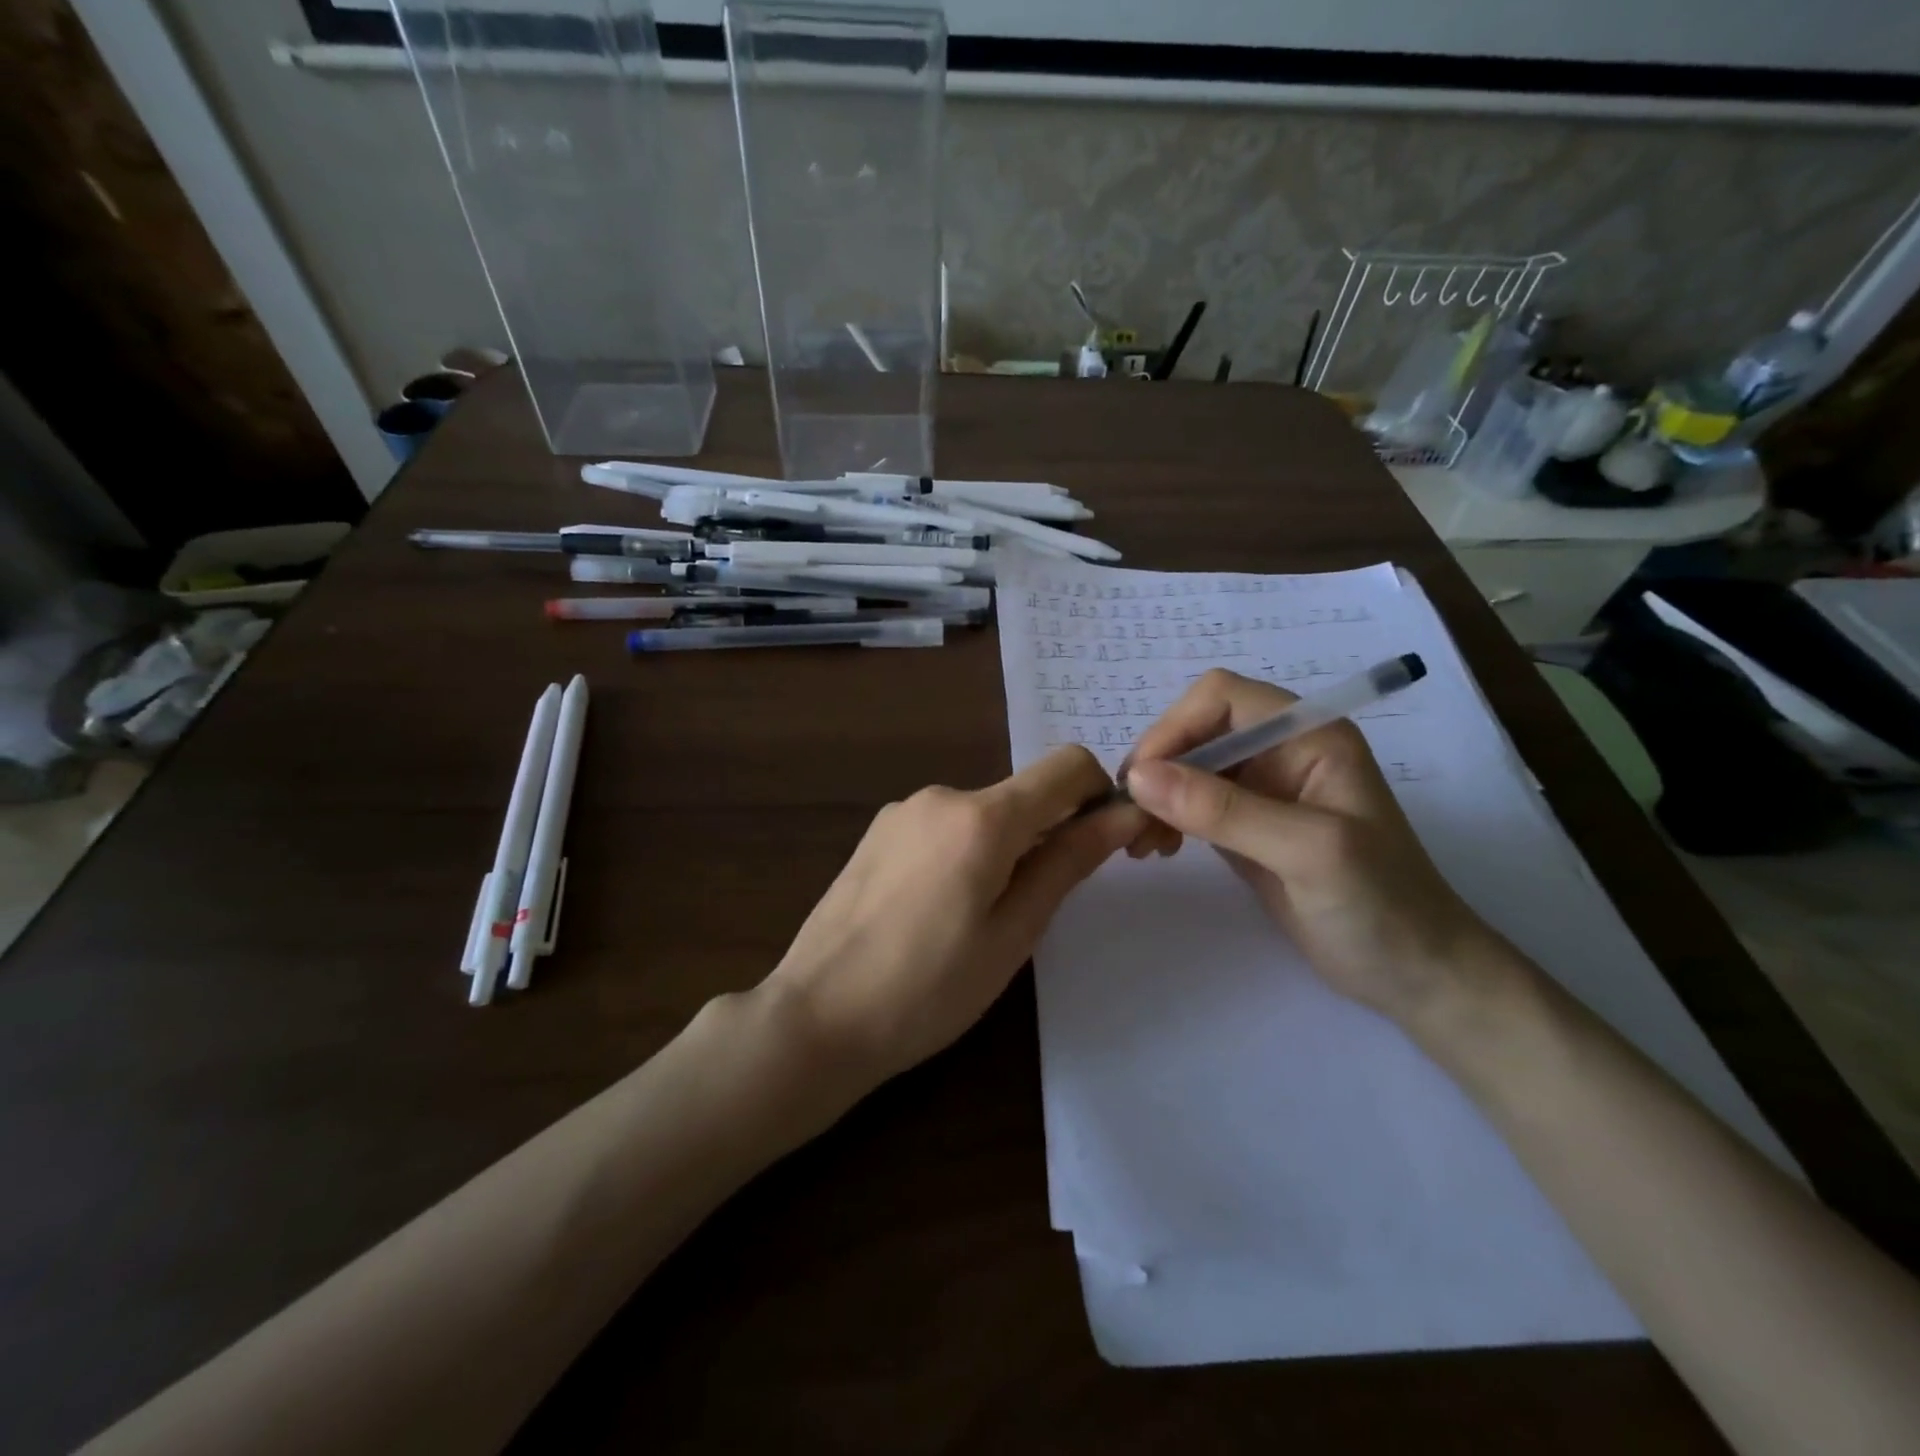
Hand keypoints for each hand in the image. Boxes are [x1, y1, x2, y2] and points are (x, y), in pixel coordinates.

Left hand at [764, 747, 1141, 1087]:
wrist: (816, 1015)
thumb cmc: (928, 990)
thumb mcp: (1013, 933)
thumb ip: (1067, 863)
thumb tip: (1124, 815)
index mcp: (982, 817)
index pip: (1068, 766)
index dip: (1101, 794)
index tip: (1107, 845)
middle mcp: (941, 795)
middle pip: (1024, 793)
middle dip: (1051, 832)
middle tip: (1044, 905)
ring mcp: (903, 810)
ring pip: (984, 813)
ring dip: (1006, 847)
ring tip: (983, 919)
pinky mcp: (878, 831)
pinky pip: (944, 826)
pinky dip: (966, 852)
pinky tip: (940, 910)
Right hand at [1120, 669, 1498, 1023]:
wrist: (1415, 976)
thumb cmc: (1380, 905)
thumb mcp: (1307, 851)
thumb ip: (1224, 810)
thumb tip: (1138, 777)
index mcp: (1308, 735)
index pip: (1222, 697)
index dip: (1175, 727)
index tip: (1142, 779)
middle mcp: (1281, 750)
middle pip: (1197, 729)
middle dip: (1158, 766)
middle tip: (1130, 817)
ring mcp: (1262, 789)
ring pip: (1185, 767)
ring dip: (1155, 796)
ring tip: (1138, 842)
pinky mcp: (1244, 825)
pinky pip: (1189, 803)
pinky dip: (1164, 818)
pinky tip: (1157, 849)